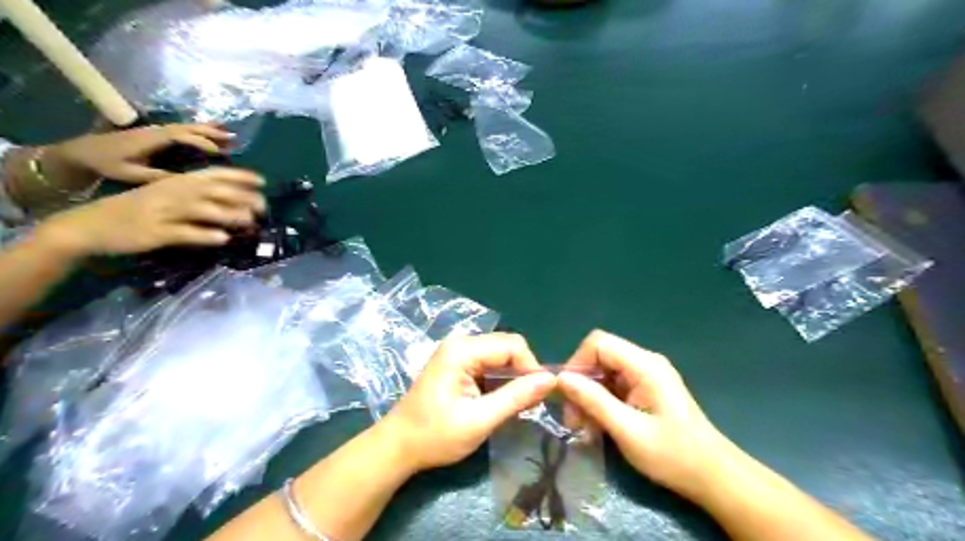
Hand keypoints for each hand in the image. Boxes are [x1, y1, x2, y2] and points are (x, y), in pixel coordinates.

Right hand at [35, 166, 264, 254]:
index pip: (212, 174)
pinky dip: (205, 235)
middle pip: (214, 191)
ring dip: (230, 215)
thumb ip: (196, 195)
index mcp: (175, 181)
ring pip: (203, 210)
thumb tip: (235, 202)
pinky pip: (184, 232)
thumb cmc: (137, 209)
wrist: (89, 225)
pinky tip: (222, 238)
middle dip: (242, 197)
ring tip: (250, 222)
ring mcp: (163, 212)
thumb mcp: (165, 195)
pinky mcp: (155, 232)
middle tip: (263, 207)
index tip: (262, 181)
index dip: (239, 176)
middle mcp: (172, 192)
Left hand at [47, 123, 236, 182]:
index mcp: (151, 139)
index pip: (181, 137)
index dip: (201, 143)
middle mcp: (156, 130)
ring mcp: (157, 130)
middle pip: (189, 128)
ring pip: (188, 127)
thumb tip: (184, 181)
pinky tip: (215, 132)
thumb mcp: (131, 174)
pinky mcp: (158, 133)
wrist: (82, 152)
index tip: (219, 153)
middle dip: (212, 133)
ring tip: (231, 136)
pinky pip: (184, 129)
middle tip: (234, 140)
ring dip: (211, 130)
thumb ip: (157, 176)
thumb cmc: (106, 165)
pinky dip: (202, 130)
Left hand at [379, 334, 553, 473]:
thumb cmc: (435, 435)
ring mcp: (458, 353)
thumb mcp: (480, 420)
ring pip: (500, 356)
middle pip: (507, 347)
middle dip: (523, 372)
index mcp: (462, 350)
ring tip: (517, 406)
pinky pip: (489, 364)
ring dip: (513, 378)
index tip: (538, 398)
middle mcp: (461, 343)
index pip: (512, 345)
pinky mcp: (458, 364)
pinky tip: (500, 402)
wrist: (398, 447)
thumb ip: (516, 397)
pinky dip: (500, 381)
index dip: (531, 368)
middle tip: (529, 404)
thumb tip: (550, 380)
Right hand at [559, 331, 731, 502]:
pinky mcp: (646, 390)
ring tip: (583, 428)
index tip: (566, 394)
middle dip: (581, 384)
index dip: (577, 363)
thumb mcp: (628, 431)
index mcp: (645, 365)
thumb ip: (595, 401)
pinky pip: (614, 386)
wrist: (714, 477)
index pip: (599, 343)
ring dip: (588, 397)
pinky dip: (601, 403)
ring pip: (604, 373)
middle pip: (600, 357)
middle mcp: (645, 363)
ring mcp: (646, 376)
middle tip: (573, 419)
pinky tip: (597, 427)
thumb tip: (561, 379)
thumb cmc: (674, 455)